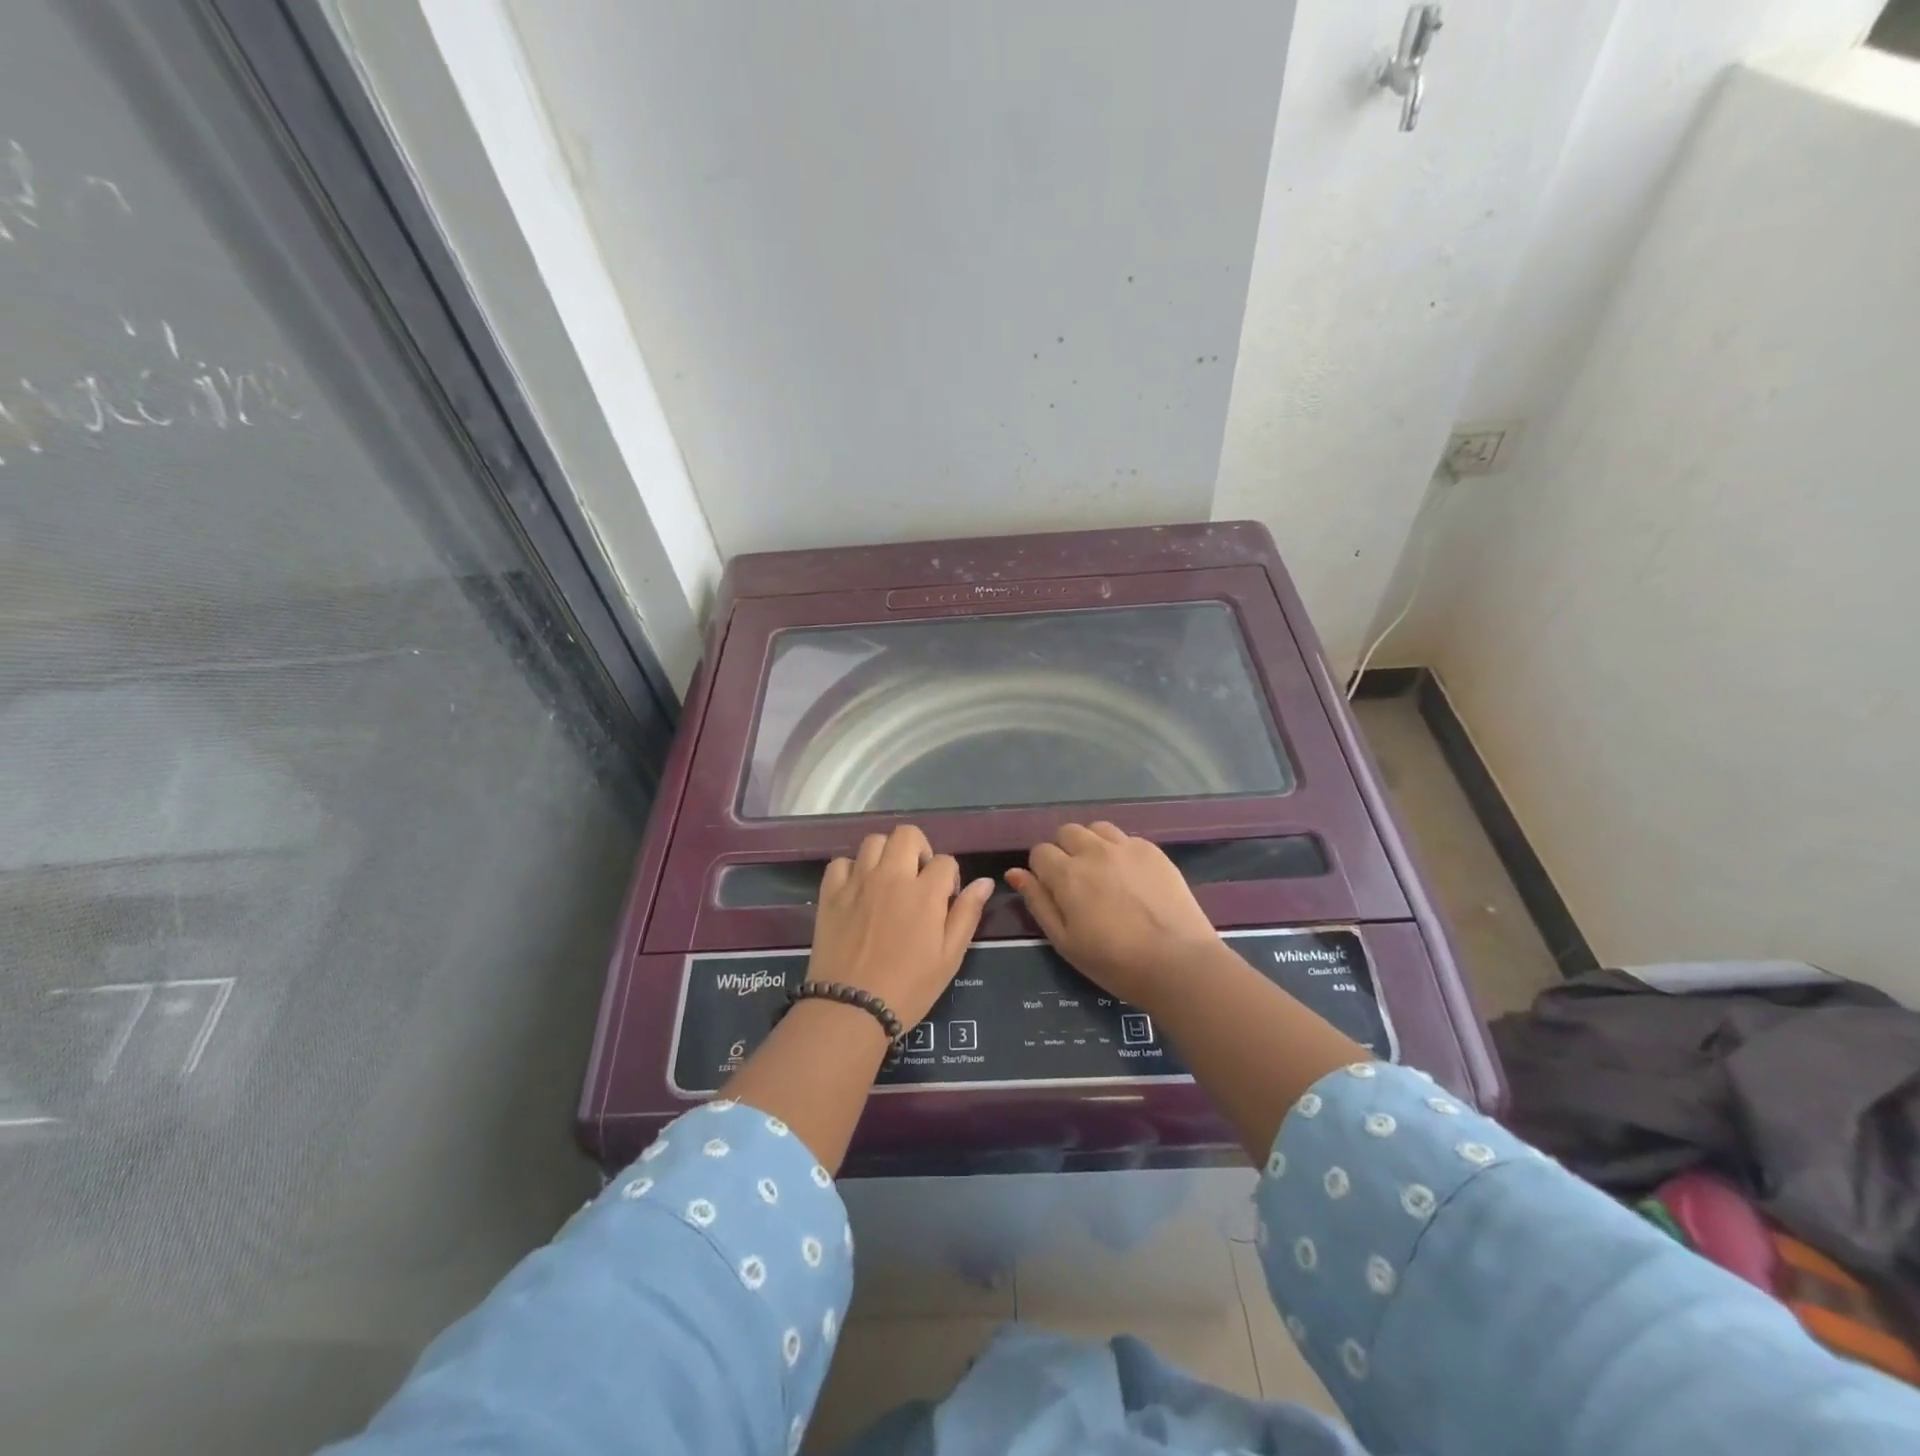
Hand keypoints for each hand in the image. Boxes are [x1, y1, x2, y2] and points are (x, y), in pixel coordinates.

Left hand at [811, 825, 994, 1028]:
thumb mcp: (949, 956)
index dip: (950, 877)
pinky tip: (857, 891)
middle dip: (919, 849)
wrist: (851, 1008)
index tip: (945, 900)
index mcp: (925, 892)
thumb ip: (967, 913)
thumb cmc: (909, 988)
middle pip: (907, 834)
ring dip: (886, 854)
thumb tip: (985, 882)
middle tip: (918, 878)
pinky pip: (841, 862)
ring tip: (888, 880)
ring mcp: (857, 882)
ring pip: (873, 841)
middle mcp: (891, 876)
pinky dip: (851, 870)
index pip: (945, 861)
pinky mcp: (830, 893)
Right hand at [1007, 822, 1218, 1006]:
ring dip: (1092, 845)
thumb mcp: (1064, 941)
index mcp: (1067, 874)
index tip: (1053, 892)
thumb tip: (1014, 873)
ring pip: (1096, 829)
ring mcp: (1126, 847)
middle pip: (1066, 832)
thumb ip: (1037, 902)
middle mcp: (1093, 851)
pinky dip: (1119, 851)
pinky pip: (1126, 838)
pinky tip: (1130, 878)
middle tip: (1077, 883)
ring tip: (1102, 873)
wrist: (1178, 963)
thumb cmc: (1114, 962)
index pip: (1039, 852)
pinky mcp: (1153, 851)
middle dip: (1064, 852)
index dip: (1041, 871)